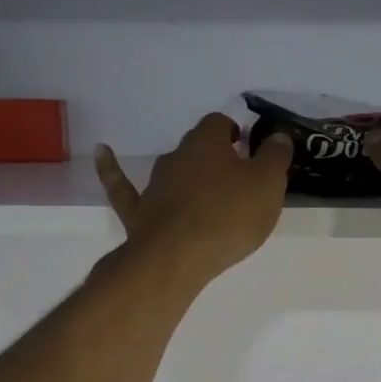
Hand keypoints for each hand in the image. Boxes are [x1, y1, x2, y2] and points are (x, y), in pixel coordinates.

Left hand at [96, 115, 293, 285]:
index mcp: (208, 142)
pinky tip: (102, 152)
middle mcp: (177, 155)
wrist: (176, 257)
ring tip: (203, 190)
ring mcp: (154, 184)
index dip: (235, 134)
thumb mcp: (268, 184)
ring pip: (172, 170)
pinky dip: (112, 169)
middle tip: (235, 178)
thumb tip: (278, 136)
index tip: (249, 151)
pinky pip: (122, 185)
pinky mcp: (138, 212)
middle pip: (197, 147)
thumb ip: (275, 157)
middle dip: (215, 158)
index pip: (220, 123)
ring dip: (186, 175)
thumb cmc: (228, 216)